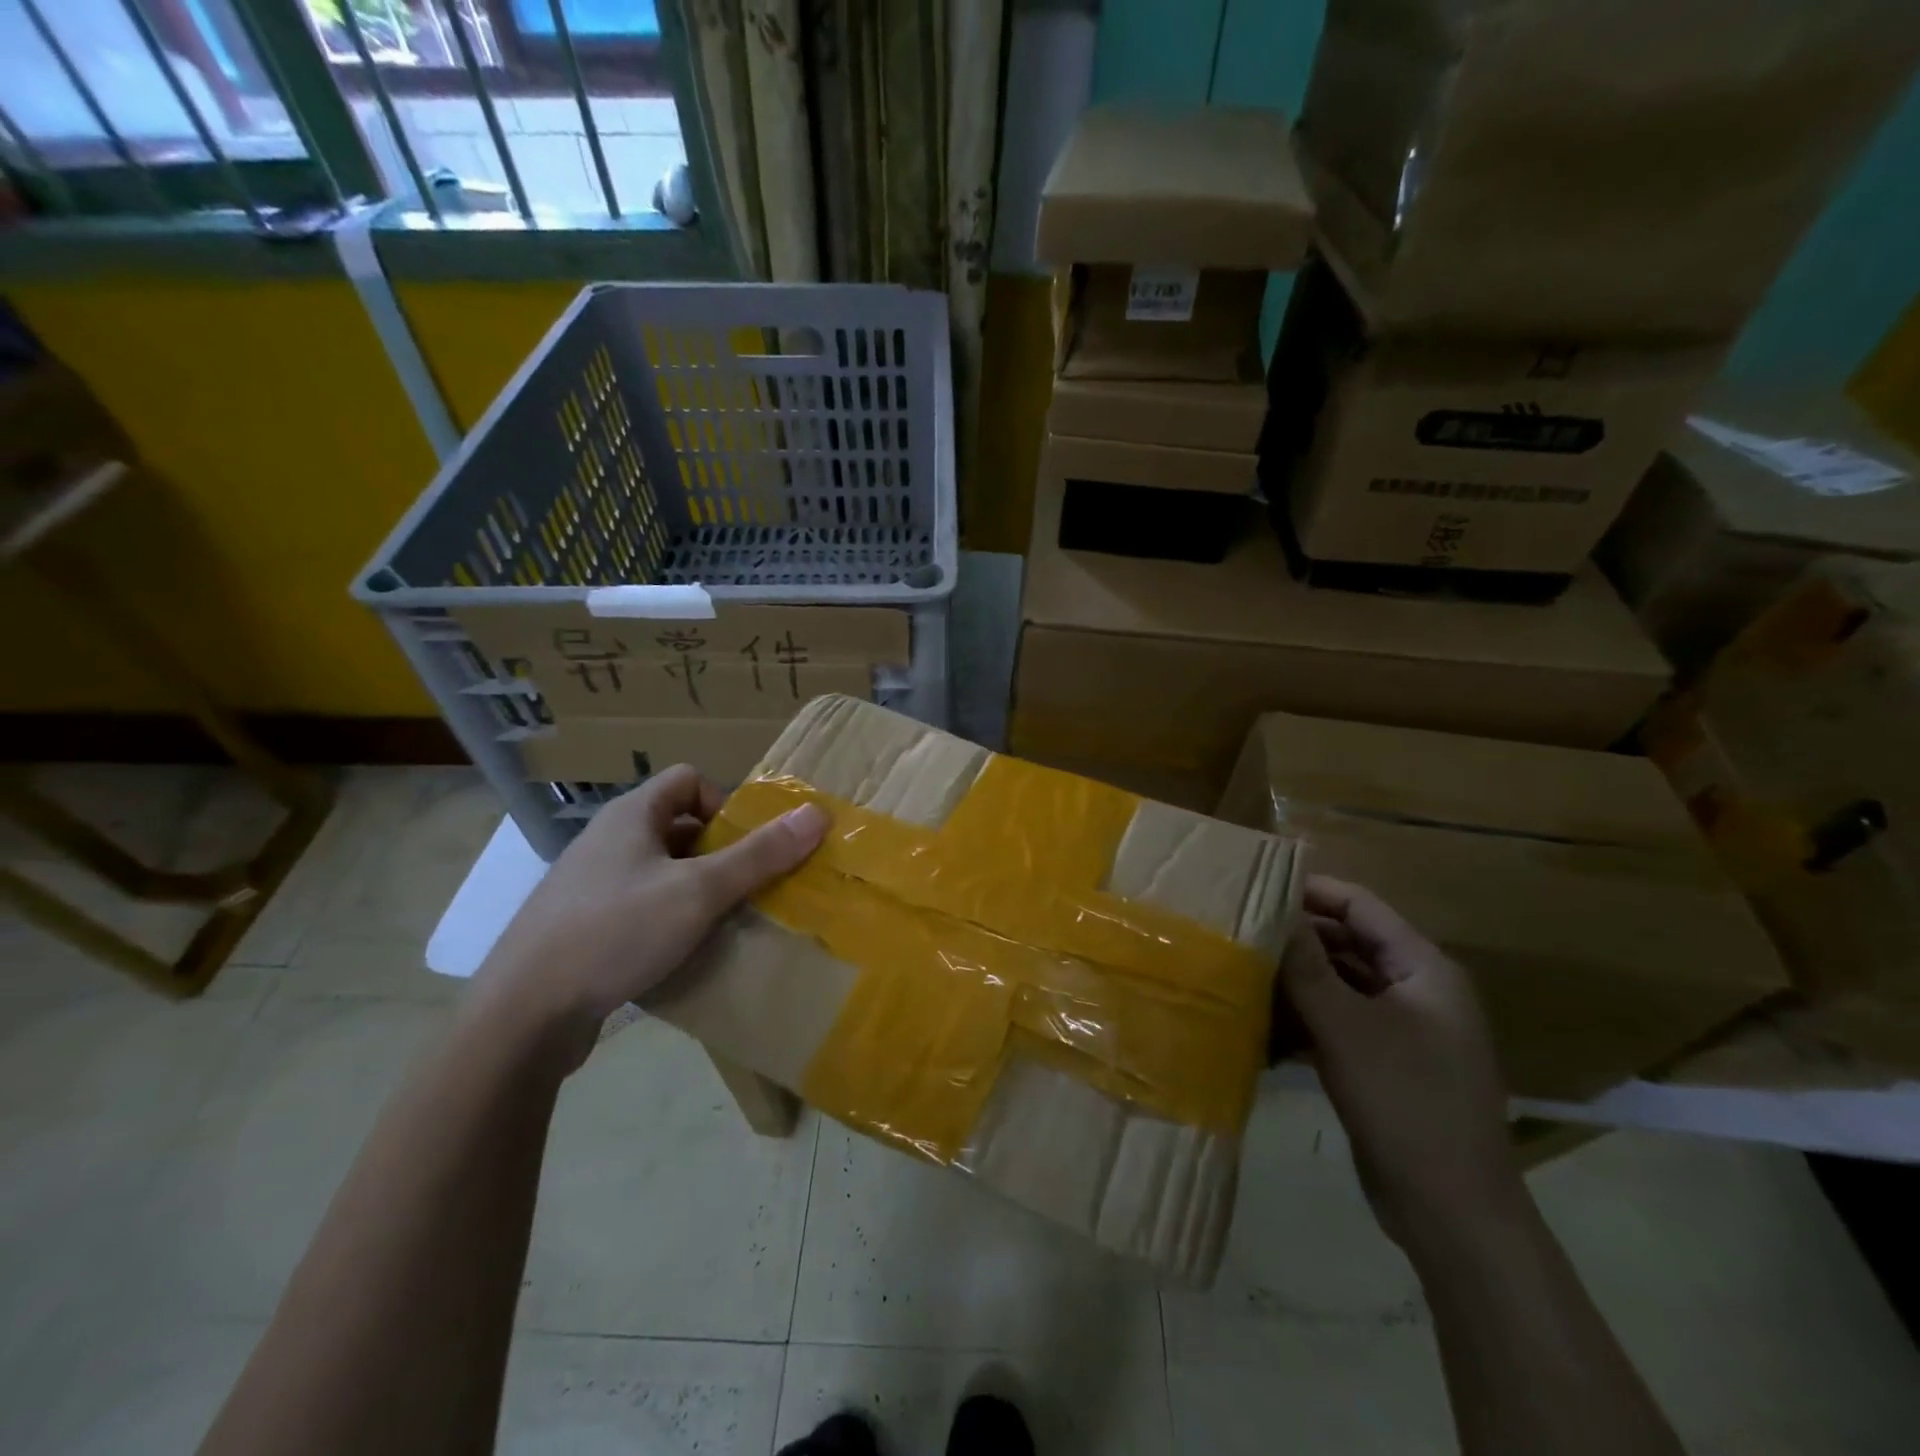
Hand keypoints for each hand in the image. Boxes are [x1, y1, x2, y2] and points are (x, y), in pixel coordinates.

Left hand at [470, 765, 826, 1067]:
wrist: (522, 1014)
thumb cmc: (616, 932)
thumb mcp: (699, 891)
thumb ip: (760, 854)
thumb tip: (817, 814)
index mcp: (631, 815)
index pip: (689, 779)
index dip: (724, 804)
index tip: (743, 847)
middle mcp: (606, 840)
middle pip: (677, 826)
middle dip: (717, 853)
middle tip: (743, 888)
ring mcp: (588, 884)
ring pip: (659, 870)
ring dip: (693, 889)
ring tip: (719, 923)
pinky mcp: (578, 926)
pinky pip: (637, 905)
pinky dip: (665, 919)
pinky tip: (677, 953)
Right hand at [1277, 875, 1522, 1256]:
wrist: (1451, 1210)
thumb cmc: (1404, 1101)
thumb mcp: (1345, 1026)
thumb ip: (1306, 965)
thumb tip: (1273, 912)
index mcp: (1423, 968)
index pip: (1360, 906)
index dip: (1310, 891)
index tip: (1255, 887)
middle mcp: (1417, 989)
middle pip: (1348, 943)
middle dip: (1296, 938)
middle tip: (1238, 930)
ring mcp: (1404, 1029)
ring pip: (1340, 984)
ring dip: (1295, 980)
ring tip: (1241, 971)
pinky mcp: (1386, 1063)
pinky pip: (1339, 1022)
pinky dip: (1305, 1018)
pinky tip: (1263, 1024)